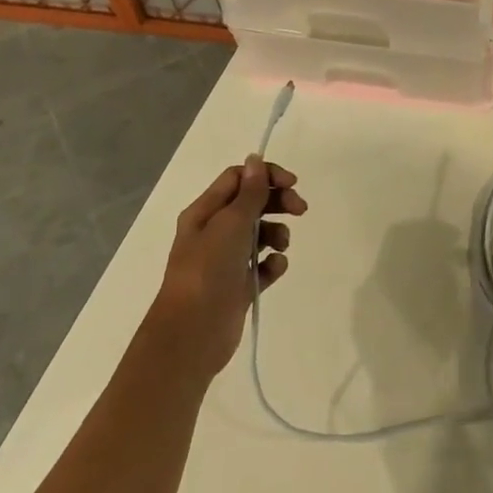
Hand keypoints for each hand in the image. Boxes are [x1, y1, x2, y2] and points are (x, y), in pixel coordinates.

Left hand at [159, 155, 307, 376]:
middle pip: (253, 203)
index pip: (239, 178)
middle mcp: (214, 232)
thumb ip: (249, 192)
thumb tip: (256, 159)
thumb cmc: (208, 270)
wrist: (192, 334)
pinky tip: (274, 269)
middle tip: (300, 210)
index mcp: (205, 212)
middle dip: (278, 203)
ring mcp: (226, 259)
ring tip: (281, 247)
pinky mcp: (238, 284)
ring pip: (260, 234)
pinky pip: (263, 265)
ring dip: (277, 234)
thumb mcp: (230, 224)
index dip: (266, 176)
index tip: (292, 184)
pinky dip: (273, 263)